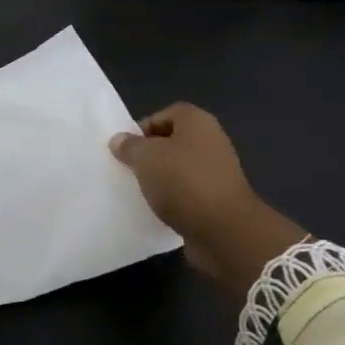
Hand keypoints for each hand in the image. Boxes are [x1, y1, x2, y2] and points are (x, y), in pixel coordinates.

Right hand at [109, 103, 307, 296]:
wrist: (225, 230)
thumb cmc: (183, 181)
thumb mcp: (146, 157)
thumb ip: (129, 146)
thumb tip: (119, 140)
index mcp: (197, 122)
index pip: (165, 114)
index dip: (143, 128)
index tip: (126, 148)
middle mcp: (211, 141)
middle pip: (172, 142)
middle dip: (150, 155)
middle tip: (129, 169)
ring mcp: (217, 172)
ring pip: (179, 169)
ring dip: (160, 179)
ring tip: (139, 191)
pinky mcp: (218, 200)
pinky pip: (188, 193)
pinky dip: (173, 200)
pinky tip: (158, 210)